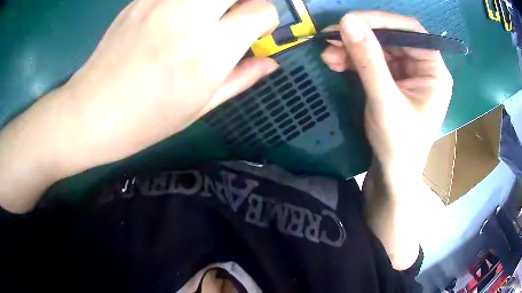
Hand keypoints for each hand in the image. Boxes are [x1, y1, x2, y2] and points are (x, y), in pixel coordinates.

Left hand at [0, 0, 278, 212]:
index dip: (266, 20)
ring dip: (217, 0)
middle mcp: (190, 15)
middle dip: (247, 0)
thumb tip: (271, 62)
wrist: (91, 113)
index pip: (263, 10)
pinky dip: (186, 1)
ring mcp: (162, 1)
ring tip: (207, 15)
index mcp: (210, 50)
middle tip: (236, 14)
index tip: (255, 32)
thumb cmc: (145, 121)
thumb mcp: (200, 107)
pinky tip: (178, 14)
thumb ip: (242, 78)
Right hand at [321, 11, 452, 185]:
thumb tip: (347, 21)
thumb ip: (368, 61)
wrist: (391, 175)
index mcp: (434, 71)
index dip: (382, 21)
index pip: (411, 31)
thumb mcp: (385, 102)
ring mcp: (407, 74)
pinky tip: (335, 63)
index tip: (350, 20)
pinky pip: (372, 62)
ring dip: (352, 48)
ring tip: (327, 54)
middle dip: (361, 37)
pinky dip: (353, 60)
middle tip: (330, 38)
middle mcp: (423, 68)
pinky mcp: (392, 81)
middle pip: (391, 38)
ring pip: (378, 48)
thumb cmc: (398, 145)